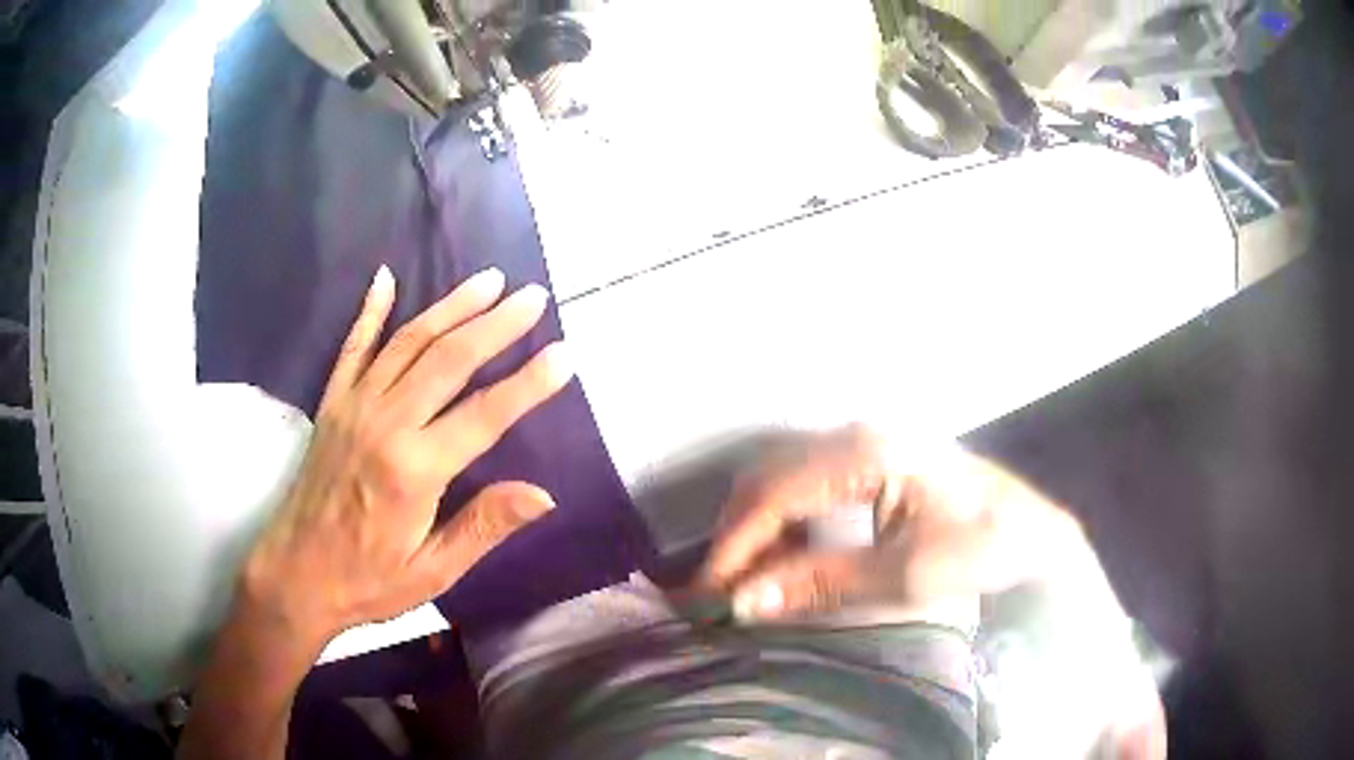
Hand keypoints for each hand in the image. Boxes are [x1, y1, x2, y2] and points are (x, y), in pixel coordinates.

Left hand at [239, 265, 572, 649]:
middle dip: (496, 324)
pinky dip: (370, 310)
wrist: (296, 574)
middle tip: (533, 296)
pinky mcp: (332, 404)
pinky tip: (386, 278)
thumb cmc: (369, 581)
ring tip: (488, 280)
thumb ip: (483, 527)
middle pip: (449, 360)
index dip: (529, 383)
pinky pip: (353, 347)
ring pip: (408, 341)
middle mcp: (385, 423)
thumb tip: (543, 494)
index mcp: (415, 470)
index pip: (485, 415)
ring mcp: (354, 406)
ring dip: (451, 306)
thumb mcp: (433, 572)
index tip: (564, 354)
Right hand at [699, 425, 1085, 622]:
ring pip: (786, 477)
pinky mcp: (878, 457)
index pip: (776, 494)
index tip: (709, 595)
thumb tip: (742, 602)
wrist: (1036, 536)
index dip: (735, 546)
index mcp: (868, 452)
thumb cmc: (982, 552)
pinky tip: (789, 556)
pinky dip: (788, 520)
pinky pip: (811, 482)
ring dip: (760, 527)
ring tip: (748, 580)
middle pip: (771, 477)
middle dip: (739, 535)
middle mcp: (859, 433)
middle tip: (721, 592)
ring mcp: (869, 441)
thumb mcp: (904, 575)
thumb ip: (821, 582)